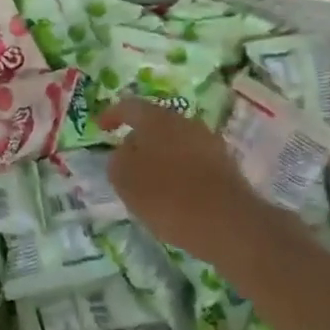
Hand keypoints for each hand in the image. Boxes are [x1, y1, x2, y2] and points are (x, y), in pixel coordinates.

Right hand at [99, 98, 267, 254]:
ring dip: (160, 155)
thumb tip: (125, 151)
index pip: (129, 106)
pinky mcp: (225, 164)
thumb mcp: (126, 181)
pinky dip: (179, 170)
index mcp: (156, 119)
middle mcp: (184, 122)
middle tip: (125, 159)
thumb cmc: (168, 197)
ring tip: (149, 179)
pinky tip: (174, 192)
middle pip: (155, 123)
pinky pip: (193, 160)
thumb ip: (118, 160)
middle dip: (139, 138)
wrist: (228, 222)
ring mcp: (209, 142)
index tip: (101, 127)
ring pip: (176, 142)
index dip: (112, 114)